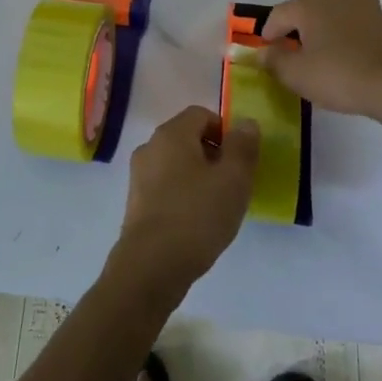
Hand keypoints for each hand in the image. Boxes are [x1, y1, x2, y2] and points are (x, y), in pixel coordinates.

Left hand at [116, 106, 259, 295]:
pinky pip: (165, 186)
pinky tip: (195, 222)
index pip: (201, 114)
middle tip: (233, 184)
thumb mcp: (233, 180)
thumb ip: (242, 147)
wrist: (151, 266)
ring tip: (216, 206)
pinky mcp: (135, 202)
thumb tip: (245, 123)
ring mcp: (139, 175)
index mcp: (171, 133)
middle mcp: (150, 146)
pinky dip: (182, 195)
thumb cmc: (197, 215)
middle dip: (213, 155)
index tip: (240, 160)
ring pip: (176, 163)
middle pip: (187, 138)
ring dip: (198, 176)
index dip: (225, 131)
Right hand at [260, 0, 381, 120]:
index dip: (270, 30)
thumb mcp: (297, 75)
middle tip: (298, 35)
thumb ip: (274, 61)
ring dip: (331, 8)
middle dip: (303, 9)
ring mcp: (363, 4)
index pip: (280, 12)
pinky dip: (352, 22)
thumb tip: (262, 52)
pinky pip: (361, 12)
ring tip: (327, 32)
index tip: (266, 48)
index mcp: (309, 5)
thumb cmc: (340, 75)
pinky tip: (351, 44)